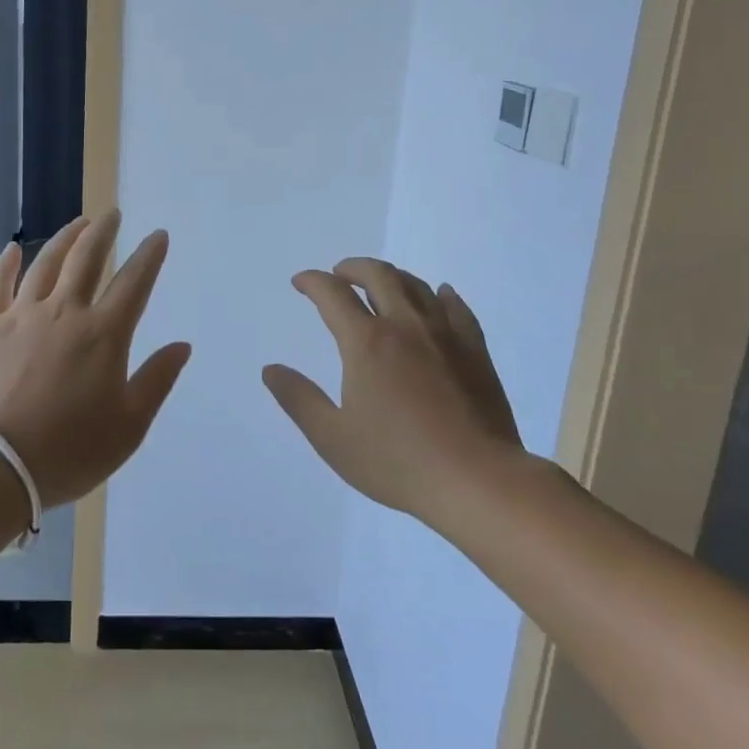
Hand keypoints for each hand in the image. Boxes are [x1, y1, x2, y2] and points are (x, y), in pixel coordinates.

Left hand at [0, 212, 191, 508]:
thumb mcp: (129, 426)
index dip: (149, 256)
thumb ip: (157, 380)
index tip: (158, 235)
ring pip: (46, 263)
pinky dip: (6, 263)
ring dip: (65, 238)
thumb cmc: (69, 450)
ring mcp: (22, 315)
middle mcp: (65, 312)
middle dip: (104, 232)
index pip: (134, 282)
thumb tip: (182, 345)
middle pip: (87, 259)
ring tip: (78, 223)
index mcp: (104, 334)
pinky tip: (13, 249)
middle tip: (112, 215)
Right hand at [263, 258, 527, 524]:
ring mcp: (445, 335)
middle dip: (353, 268)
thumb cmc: (397, 461)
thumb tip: (271, 369)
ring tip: (380, 283)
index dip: (312, 282)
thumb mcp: (332, 438)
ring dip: (392, 276)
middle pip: (378, 276)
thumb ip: (299, 399)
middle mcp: (405, 326)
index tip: (301, 283)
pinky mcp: (475, 351)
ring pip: (416, 286)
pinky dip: (441, 295)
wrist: (477, 481)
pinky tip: (439, 295)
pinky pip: (457, 308)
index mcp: (366, 343)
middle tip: (339, 274)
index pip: (333, 295)